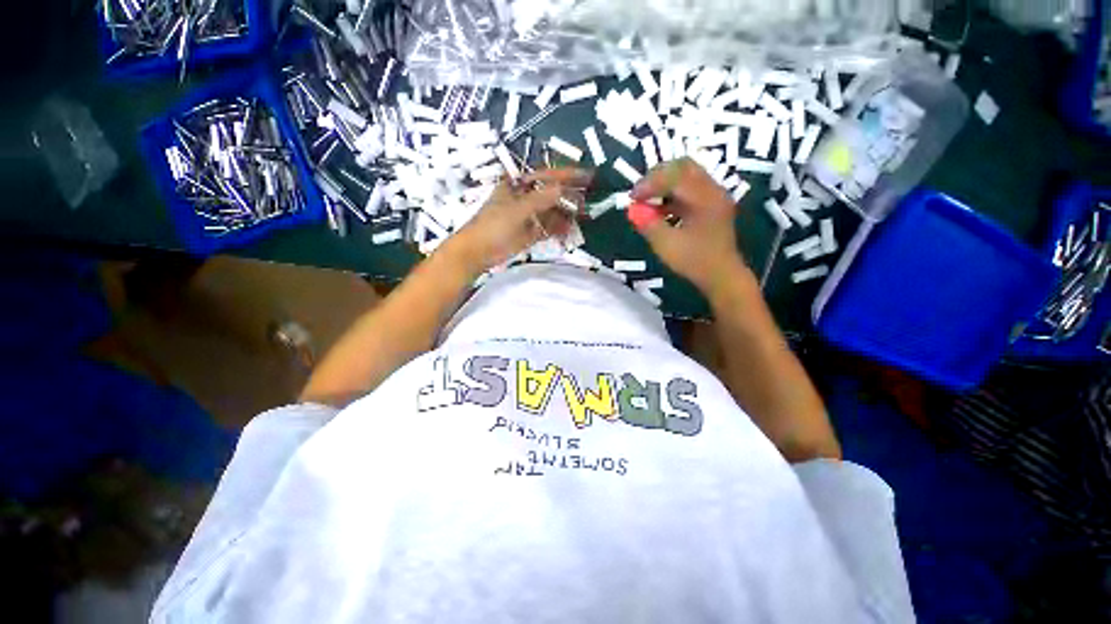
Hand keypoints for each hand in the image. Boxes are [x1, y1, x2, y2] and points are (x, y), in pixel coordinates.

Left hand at [449, 168, 591, 273]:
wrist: (478, 252)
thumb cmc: (493, 225)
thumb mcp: (517, 209)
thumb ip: (540, 199)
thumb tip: (563, 189)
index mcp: (519, 185)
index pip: (548, 176)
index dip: (568, 175)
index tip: (588, 176)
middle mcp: (526, 198)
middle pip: (553, 194)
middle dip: (570, 197)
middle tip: (588, 202)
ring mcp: (529, 216)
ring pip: (553, 211)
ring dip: (567, 214)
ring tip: (583, 217)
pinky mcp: (531, 233)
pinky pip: (549, 228)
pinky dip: (559, 229)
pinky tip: (569, 231)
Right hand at [628, 158, 748, 294]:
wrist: (721, 276)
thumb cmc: (695, 262)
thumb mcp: (667, 245)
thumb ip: (649, 224)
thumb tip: (633, 209)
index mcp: (705, 198)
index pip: (674, 176)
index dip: (649, 183)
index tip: (632, 198)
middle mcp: (713, 190)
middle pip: (683, 166)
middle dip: (657, 177)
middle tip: (640, 193)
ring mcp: (714, 196)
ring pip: (686, 175)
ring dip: (664, 184)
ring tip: (647, 201)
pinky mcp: (711, 204)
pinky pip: (689, 188)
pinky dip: (671, 193)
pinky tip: (660, 209)